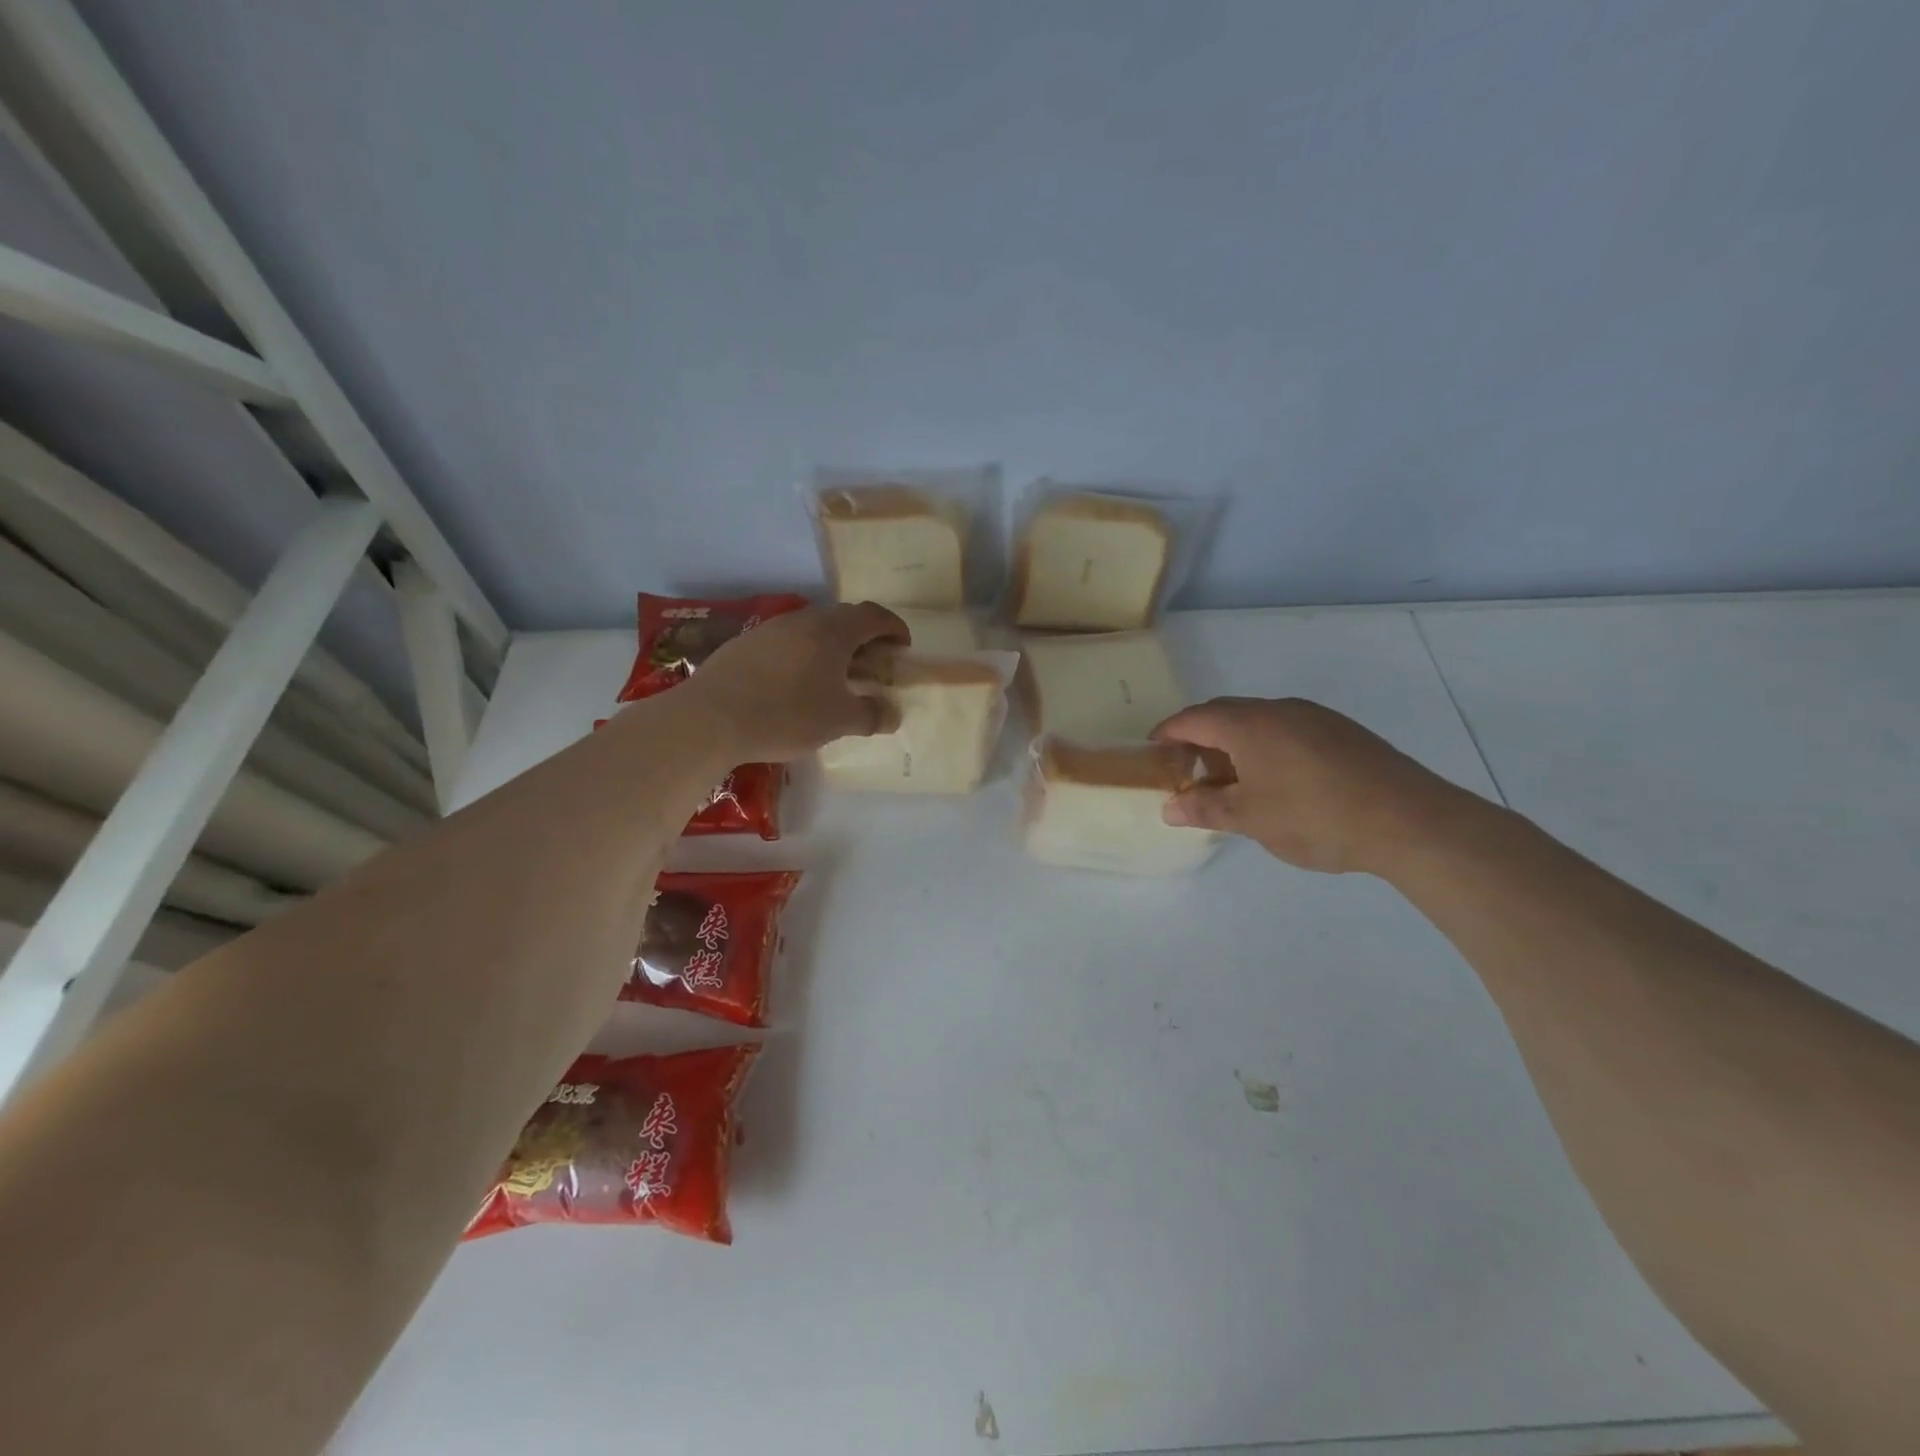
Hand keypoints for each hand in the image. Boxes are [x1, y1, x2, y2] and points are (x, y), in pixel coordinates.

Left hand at [684, 602, 909, 760]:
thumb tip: (892, 714)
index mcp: (833, 632)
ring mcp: (771, 629)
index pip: (873, 616)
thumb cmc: (786, 715)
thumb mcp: (838, 722)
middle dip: (865, 637)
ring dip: (832, 646)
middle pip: (843, 618)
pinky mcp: (746, 644)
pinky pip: (787, 641)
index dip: (894, 627)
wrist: (711, 718)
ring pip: (813, 629)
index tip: (904, 645)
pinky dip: (804, 654)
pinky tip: (797, 682)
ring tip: (836, 675)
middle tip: (873, 662)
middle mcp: (803, 620)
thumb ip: (871, 715)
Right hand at [1150, 697, 1469, 875]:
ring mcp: (1314, 717)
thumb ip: (1205, 808)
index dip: (1167, 734)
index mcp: (1248, 725)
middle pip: (1224, 714)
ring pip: (1258, 721)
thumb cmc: (1315, 817)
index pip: (1192, 719)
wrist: (1409, 820)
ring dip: (1233, 743)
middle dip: (1198, 738)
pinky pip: (1286, 729)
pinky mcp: (1341, 732)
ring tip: (1230, 780)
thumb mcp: (1250, 819)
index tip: (1152, 754)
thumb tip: (1170, 807)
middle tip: (1187, 770)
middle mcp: (1278, 709)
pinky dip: (1265, 747)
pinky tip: (1276, 780)